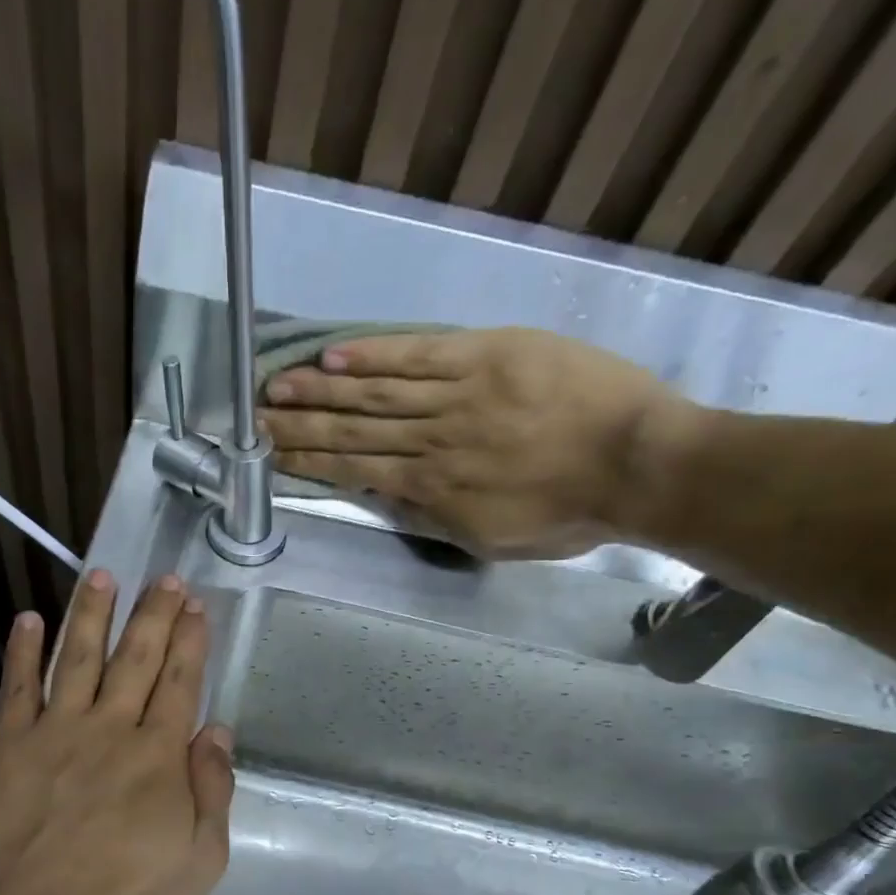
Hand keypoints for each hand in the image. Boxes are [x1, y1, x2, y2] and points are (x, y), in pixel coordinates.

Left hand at [0, 570, 233, 894]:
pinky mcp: (8, 748)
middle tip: (163, 579)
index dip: (189, 641)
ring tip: (101, 576)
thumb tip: (217, 733)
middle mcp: (111, 730)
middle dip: (153, 615)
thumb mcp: (200, 862)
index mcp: (160, 756)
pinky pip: (17, 689)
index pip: (179, 683)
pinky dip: (23, 652)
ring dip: (92, 615)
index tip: (194, 605)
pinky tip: (28, 620)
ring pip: (78, 659)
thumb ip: (212, 792)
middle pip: (135, 659)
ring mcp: (56, 733)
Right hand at [259, 327, 699, 557]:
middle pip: (354, 431)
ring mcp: (457, 395)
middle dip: (301, 426)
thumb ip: (437, 519)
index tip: (273, 457)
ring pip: (376, 393)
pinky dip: (373, 355)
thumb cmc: (569, 514)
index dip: (310, 464)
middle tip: (256, 420)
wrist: (639, 464)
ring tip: (278, 386)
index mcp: (433, 491)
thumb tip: (389, 497)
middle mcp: (432, 442)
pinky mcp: (487, 355)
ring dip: (321, 389)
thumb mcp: (492, 540)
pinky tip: (334, 354)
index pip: (357, 472)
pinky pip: (419, 354)